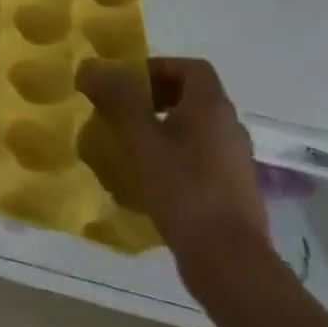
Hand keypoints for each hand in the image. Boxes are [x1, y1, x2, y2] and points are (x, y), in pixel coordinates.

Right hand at [79, 57, 271, 290]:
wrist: (229, 260)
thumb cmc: (182, 189)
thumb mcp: (140, 139)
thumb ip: (117, 98)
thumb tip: (92, 67)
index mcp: (212, 107)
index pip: (191, 67)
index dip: (158, 67)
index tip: (127, 85)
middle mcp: (230, 127)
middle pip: (193, 95)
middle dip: (154, 97)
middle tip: (122, 112)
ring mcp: (235, 159)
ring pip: (196, 127)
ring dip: (164, 126)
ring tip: (132, 144)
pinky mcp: (233, 188)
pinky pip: (201, 154)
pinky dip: (176, 153)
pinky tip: (153, 176)